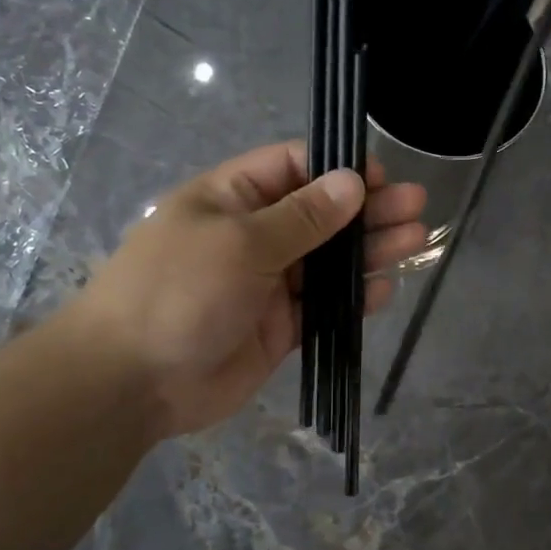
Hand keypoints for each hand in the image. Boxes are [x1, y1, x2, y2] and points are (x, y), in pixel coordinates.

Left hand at [65, 142, 425, 440]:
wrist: (133, 381)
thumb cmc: (177, 292)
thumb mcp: (239, 243)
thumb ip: (301, 217)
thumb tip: (351, 182)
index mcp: (232, 198)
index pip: (293, 168)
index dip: (338, 169)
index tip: (381, 177)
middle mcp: (254, 236)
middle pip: (321, 215)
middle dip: (368, 209)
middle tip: (417, 206)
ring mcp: (268, 284)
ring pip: (328, 262)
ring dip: (370, 252)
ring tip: (416, 240)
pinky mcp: (279, 328)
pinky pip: (323, 308)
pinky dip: (353, 300)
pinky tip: (385, 290)